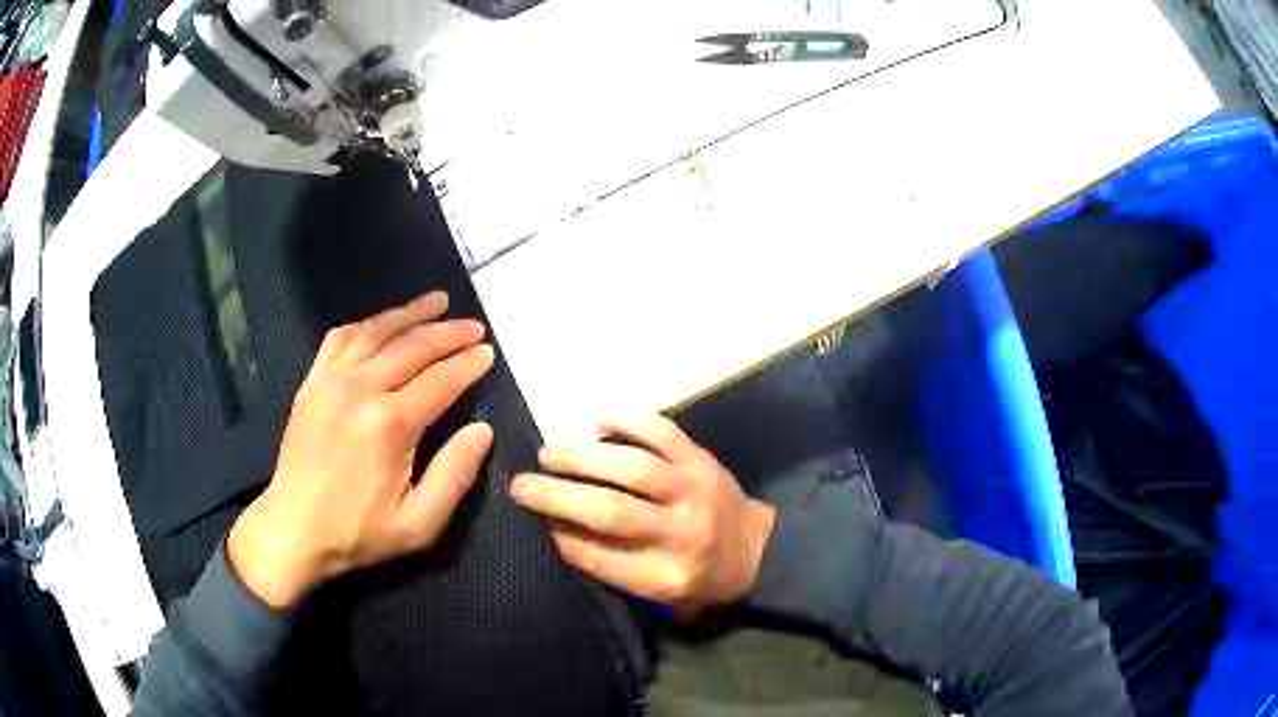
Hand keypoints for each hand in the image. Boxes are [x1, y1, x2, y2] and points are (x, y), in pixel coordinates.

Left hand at [228, 291, 494, 607]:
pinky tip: (380, 322)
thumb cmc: (358, 533)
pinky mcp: (312, 383)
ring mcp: (331, 380)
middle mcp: (361, 389)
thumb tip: (482, 429)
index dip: (469, 365)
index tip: (489, 353)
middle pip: (413, 347)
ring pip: (376, 331)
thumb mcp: (420, 523)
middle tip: (475, 326)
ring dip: (410, 313)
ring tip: (437, 300)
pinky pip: (339, 339)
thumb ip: (455, 474)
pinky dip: (365, 324)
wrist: (293, 530)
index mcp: (391, 424)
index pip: (441, 380)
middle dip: (449, 333)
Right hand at [510, 415, 775, 610]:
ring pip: (632, 468)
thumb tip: (555, 528)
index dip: (557, 535)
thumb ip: (609, 566)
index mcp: (665, 576)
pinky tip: (591, 414)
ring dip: (581, 458)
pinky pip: (660, 431)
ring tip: (547, 454)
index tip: (531, 520)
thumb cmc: (699, 577)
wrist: (757, 550)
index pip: (597, 556)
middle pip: (609, 512)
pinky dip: (624, 417)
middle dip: (556, 496)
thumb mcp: (656, 592)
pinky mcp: (700, 459)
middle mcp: (680, 534)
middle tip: (520, 484)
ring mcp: (693, 490)